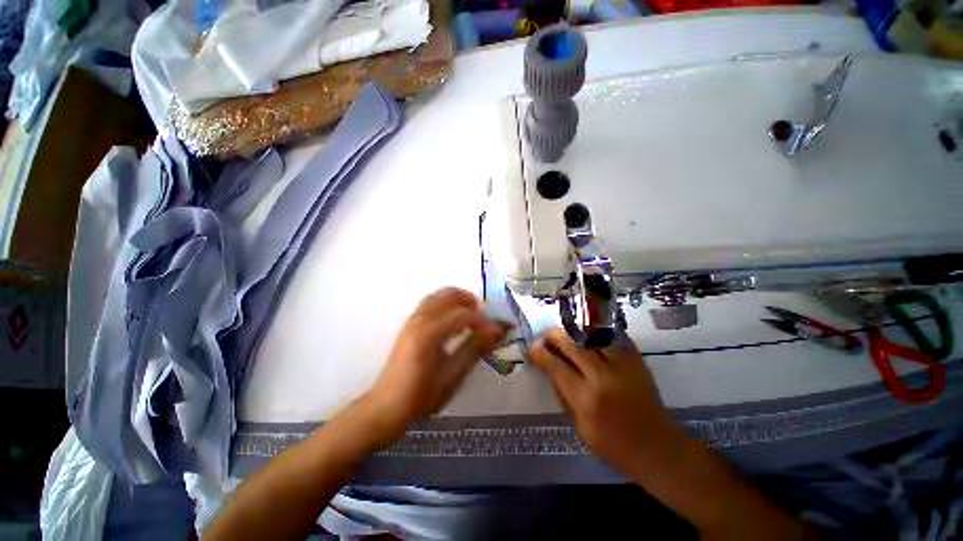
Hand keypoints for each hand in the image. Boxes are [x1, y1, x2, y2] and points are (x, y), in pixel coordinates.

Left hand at [363, 288, 510, 440]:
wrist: (387, 407)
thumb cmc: (422, 396)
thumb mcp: (453, 375)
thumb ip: (474, 348)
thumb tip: (496, 329)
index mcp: (429, 333)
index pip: (462, 314)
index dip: (482, 320)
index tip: (495, 331)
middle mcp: (419, 320)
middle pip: (448, 295)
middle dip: (469, 301)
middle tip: (483, 317)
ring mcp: (412, 320)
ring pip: (438, 296)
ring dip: (457, 300)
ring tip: (471, 316)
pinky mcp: (409, 324)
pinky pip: (430, 303)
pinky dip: (446, 304)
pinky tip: (453, 321)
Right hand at [528, 328, 676, 474]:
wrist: (658, 448)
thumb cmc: (614, 446)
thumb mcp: (579, 428)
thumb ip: (563, 396)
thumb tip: (550, 369)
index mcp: (585, 400)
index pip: (555, 366)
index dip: (539, 353)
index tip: (531, 348)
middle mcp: (602, 377)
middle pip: (571, 343)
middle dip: (552, 335)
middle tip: (545, 336)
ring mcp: (622, 365)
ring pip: (590, 335)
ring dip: (573, 332)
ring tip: (565, 334)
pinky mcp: (636, 360)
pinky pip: (611, 337)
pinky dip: (595, 334)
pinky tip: (588, 337)